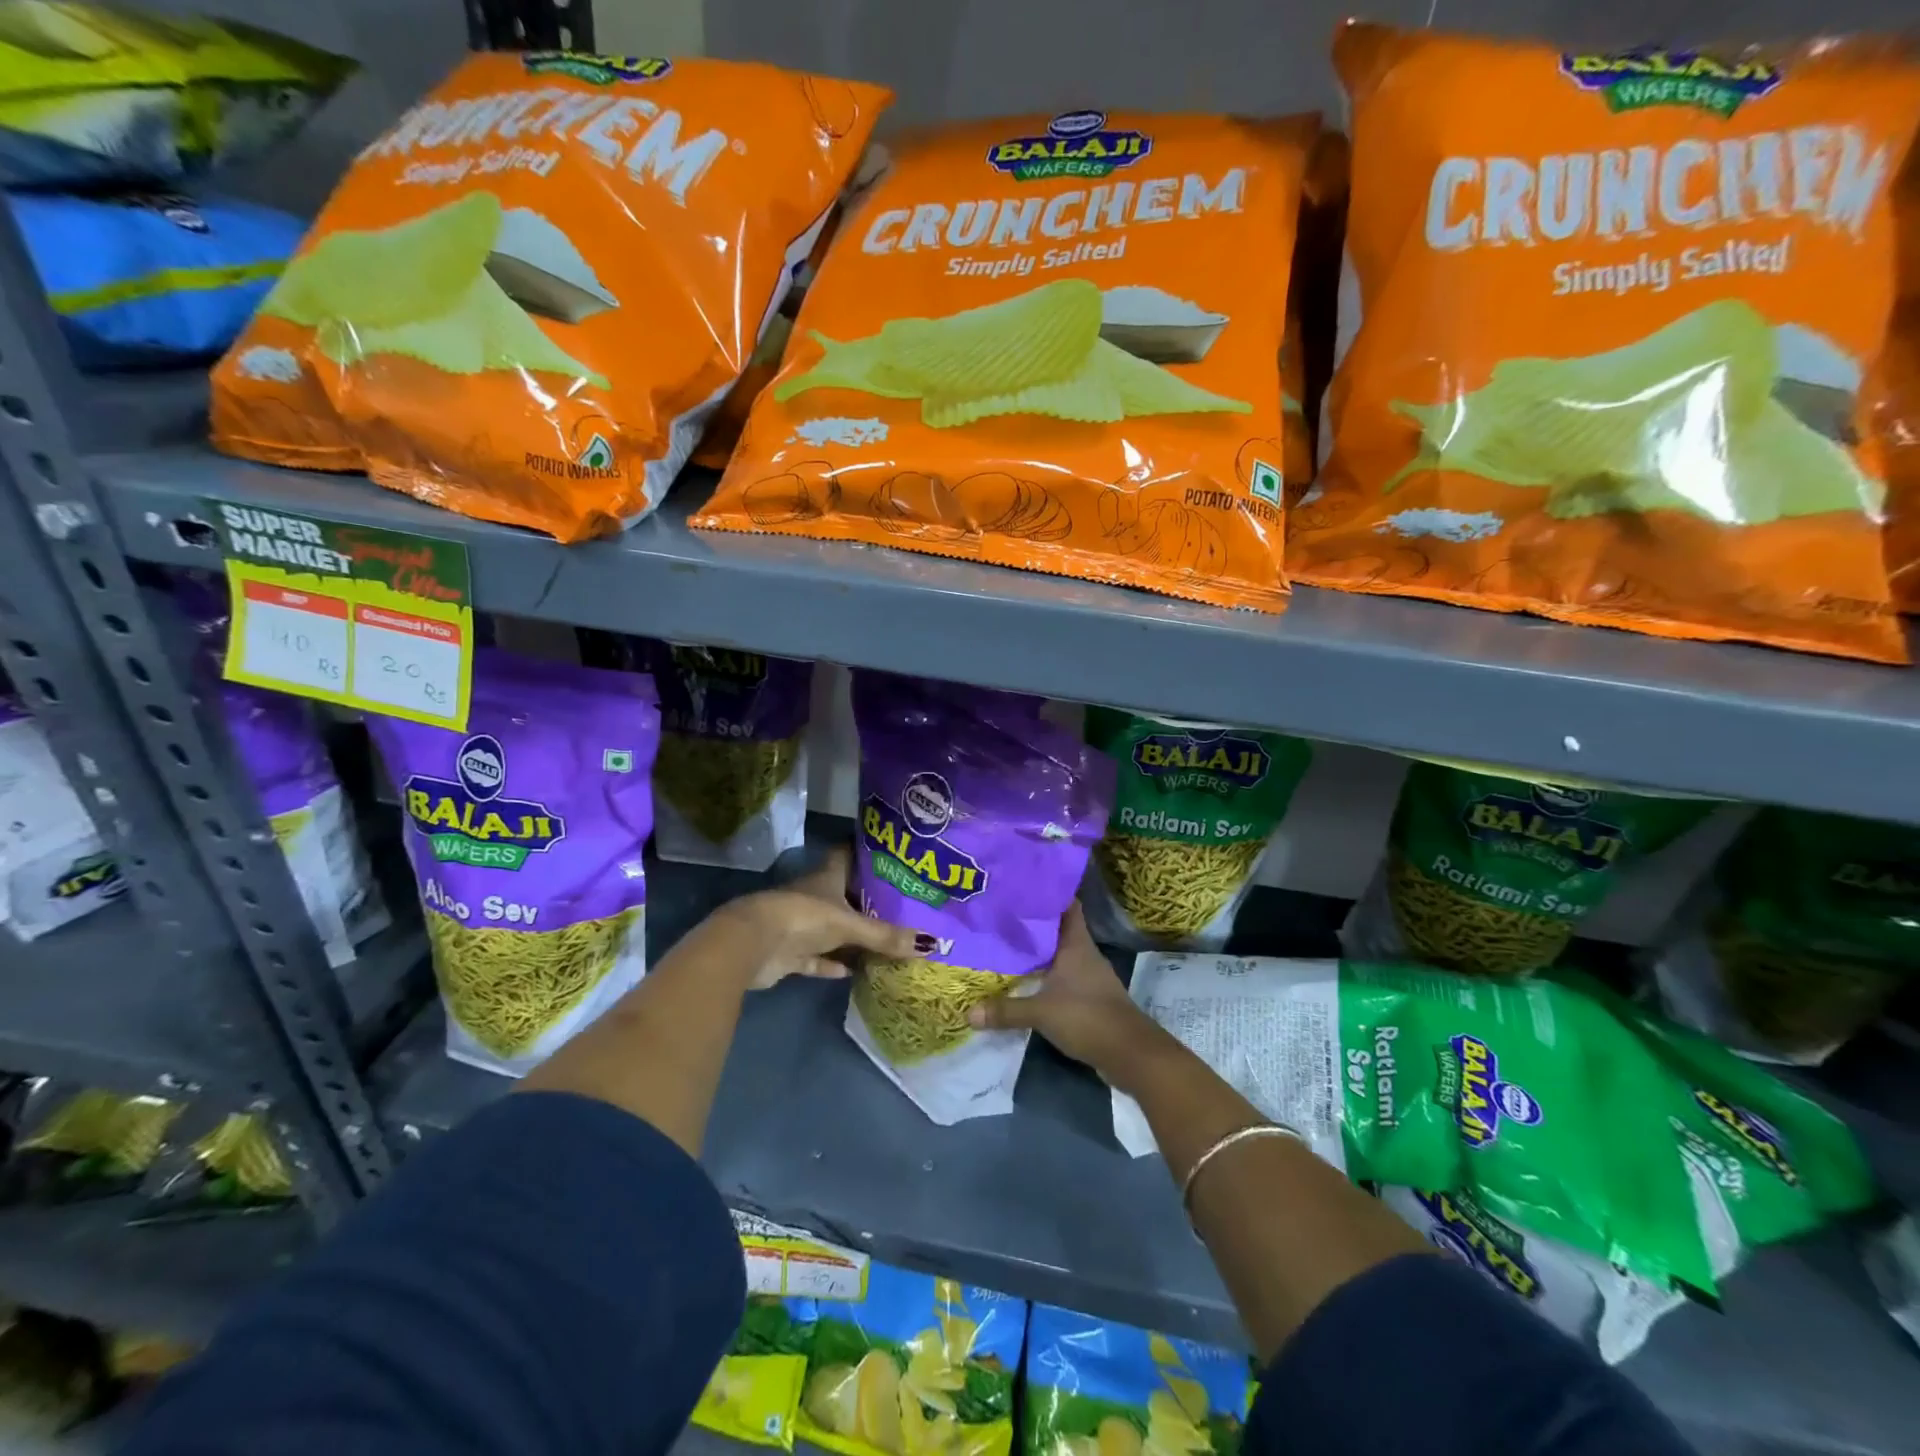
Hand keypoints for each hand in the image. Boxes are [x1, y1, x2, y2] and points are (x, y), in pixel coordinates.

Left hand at [716, 845, 924, 989]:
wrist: (751, 944)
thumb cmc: (803, 917)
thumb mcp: (849, 924)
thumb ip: (886, 936)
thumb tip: (933, 944)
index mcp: (826, 877)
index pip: (848, 855)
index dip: (866, 853)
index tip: (891, 856)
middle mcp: (813, 896)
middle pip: (843, 894)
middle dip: (866, 900)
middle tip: (900, 904)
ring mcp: (799, 926)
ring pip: (831, 929)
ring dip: (850, 937)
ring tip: (884, 940)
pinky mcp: (789, 954)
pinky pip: (817, 959)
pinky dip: (832, 965)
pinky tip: (853, 972)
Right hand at [966, 904, 1162, 1074]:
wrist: (1130, 1053)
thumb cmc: (1087, 1017)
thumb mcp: (1041, 1013)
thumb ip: (1006, 1011)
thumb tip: (968, 1013)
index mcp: (1076, 944)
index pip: (1066, 905)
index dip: (1048, 893)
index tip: (1023, 886)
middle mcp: (1085, 953)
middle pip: (1059, 928)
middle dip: (1034, 923)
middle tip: (1003, 916)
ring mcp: (1090, 975)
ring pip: (1061, 953)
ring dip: (1040, 951)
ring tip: (1009, 945)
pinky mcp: (1091, 996)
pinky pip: (1064, 976)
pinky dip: (1048, 975)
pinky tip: (1028, 980)